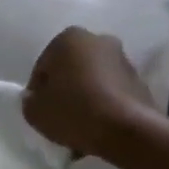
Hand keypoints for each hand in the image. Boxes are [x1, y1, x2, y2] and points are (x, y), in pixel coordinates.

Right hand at [22, 27, 158, 159]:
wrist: (125, 129)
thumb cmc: (74, 112)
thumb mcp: (35, 111)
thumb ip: (29, 101)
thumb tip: (36, 99)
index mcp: (69, 38)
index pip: (43, 67)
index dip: (38, 92)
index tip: (40, 112)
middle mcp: (98, 39)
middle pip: (70, 71)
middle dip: (64, 92)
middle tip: (59, 119)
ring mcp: (122, 59)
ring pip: (92, 82)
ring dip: (85, 99)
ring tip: (79, 128)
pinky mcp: (139, 80)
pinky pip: (111, 94)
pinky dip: (103, 106)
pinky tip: (97, 128)